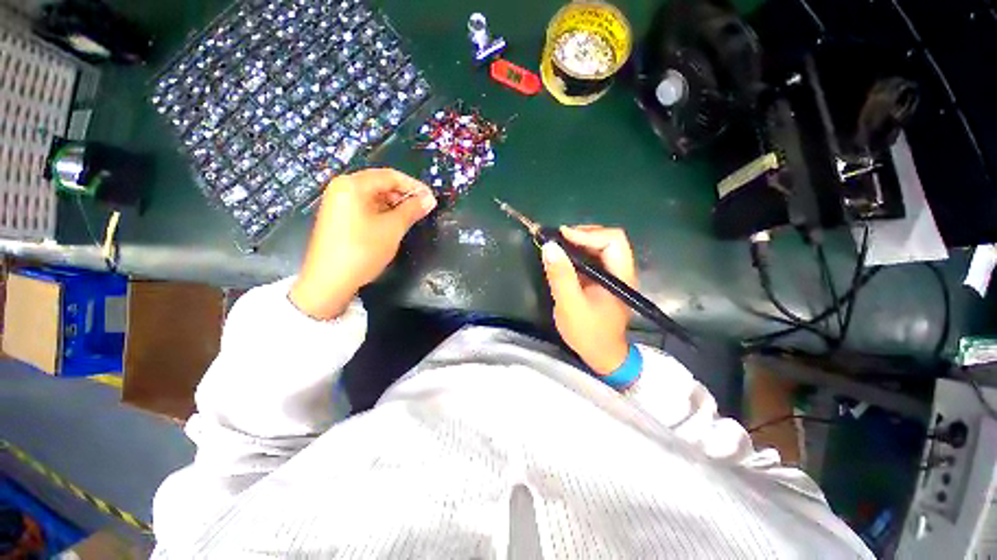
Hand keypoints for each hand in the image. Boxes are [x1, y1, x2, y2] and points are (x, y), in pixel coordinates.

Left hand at [290, 169, 435, 319]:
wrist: (329, 281)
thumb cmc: (362, 250)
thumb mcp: (392, 228)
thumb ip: (412, 210)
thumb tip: (430, 199)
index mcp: (353, 185)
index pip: (390, 176)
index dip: (414, 186)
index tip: (431, 199)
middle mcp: (342, 187)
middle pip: (380, 183)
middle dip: (404, 195)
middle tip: (423, 209)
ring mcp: (338, 202)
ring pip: (373, 196)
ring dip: (394, 204)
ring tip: (412, 217)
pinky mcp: (338, 216)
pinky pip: (365, 206)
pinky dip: (382, 211)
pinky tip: (394, 222)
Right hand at [542, 226, 635, 374]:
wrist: (601, 355)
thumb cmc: (588, 332)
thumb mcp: (570, 305)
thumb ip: (561, 276)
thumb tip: (549, 246)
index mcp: (620, 275)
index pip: (613, 240)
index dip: (588, 234)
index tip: (562, 236)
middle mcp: (621, 271)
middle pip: (608, 239)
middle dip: (582, 234)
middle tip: (558, 239)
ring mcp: (614, 275)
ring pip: (600, 247)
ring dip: (579, 243)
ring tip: (557, 246)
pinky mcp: (604, 280)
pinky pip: (593, 258)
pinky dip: (577, 254)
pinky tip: (563, 259)